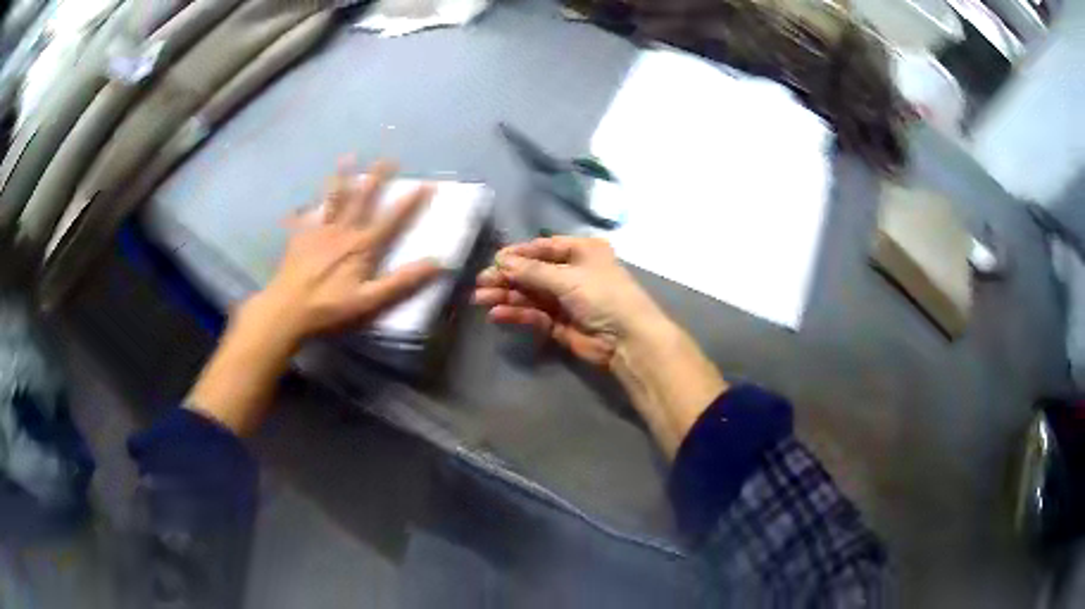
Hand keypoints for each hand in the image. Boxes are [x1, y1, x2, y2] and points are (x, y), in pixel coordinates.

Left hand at [187, 159, 440, 435]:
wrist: (287, 308)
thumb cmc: (329, 306)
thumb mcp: (369, 300)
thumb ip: (401, 282)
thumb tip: (436, 263)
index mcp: (362, 246)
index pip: (392, 219)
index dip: (410, 202)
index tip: (426, 183)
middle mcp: (343, 231)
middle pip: (362, 199)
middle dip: (377, 178)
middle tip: (387, 158)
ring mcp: (320, 231)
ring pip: (334, 199)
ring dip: (342, 178)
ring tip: (348, 158)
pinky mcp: (301, 237)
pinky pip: (307, 215)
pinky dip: (309, 205)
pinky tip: (307, 200)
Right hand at [474, 236, 665, 366]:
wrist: (628, 340)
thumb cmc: (603, 296)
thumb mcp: (567, 277)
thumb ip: (531, 271)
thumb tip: (500, 261)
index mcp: (582, 251)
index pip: (544, 247)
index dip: (518, 254)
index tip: (493, 260)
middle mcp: (573, 272)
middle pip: (533, 272)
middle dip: (507, 277)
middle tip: (480, 283)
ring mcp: (566, 299)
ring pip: (531, 294)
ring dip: (507, 296)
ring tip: (480, 299)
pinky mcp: (560, 324)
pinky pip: (534, 314)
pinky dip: (517, 314)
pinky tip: (498, 314)